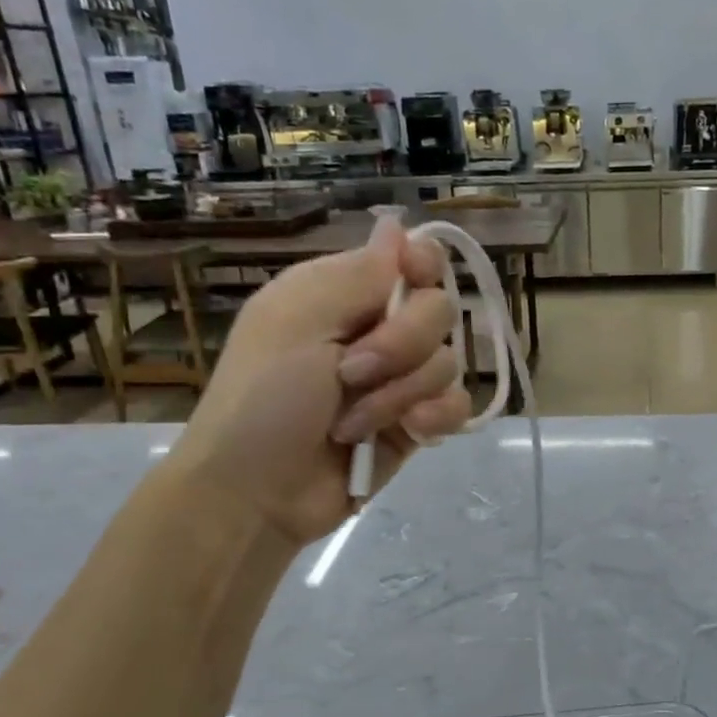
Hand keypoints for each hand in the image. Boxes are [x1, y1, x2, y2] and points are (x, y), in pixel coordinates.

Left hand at [166, 216, 472, 548]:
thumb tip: (396, 224)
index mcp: (344, 294)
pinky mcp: (417, 424)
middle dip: (401, 344)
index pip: (412, 258)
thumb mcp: (297, 321)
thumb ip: (357, 274)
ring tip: (355, 422)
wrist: (258, 493)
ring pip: (448, 362)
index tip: (411, 280)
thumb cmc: (264, 399)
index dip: (422, 265)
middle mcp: (378, 330)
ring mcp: (400, 380)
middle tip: (351, 373)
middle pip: (439, 310)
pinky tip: (410, 433)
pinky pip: (457, 405)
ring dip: (401, 393)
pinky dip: (436, 418)